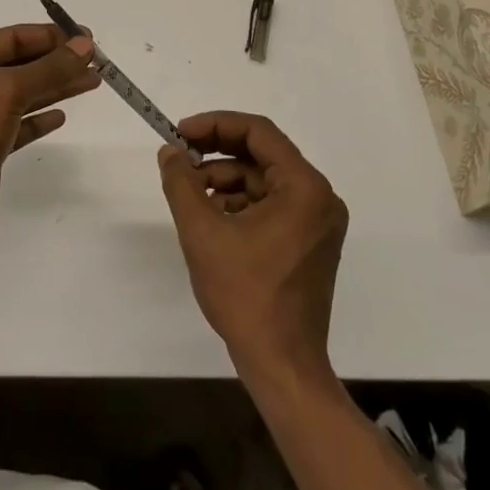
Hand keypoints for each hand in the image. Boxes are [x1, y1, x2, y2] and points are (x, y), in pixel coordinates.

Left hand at [0, 23, 99, 259]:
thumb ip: (48, 68)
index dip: (50, 36)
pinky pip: (19, 126)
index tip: (87, 37)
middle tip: (97, 60)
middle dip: (57, 61)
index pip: (11, 37)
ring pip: (24, 95)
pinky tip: (61, 116)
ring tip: (92, 82)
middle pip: (20, 64)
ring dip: (56, 87)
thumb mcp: (6, 91)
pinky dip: (40, 119)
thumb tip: (84, 43)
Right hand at [158, 112, 347, 386]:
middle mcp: (319, 198)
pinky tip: (210, 217)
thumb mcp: (202, 231)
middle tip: (179, 157)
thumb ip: (181, 183)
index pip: (259, 132)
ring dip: (225, 180)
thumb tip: (170, 152)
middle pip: (262, 155)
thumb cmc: (245, 294)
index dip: (215, 125)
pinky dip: (239, 203)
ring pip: (263, 181)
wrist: (282, 364)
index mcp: (304, 188)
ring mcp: (317, 222)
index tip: (180, 132)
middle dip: (217, 153)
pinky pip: (271, 205)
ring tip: (189, 193)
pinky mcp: (309, 243)